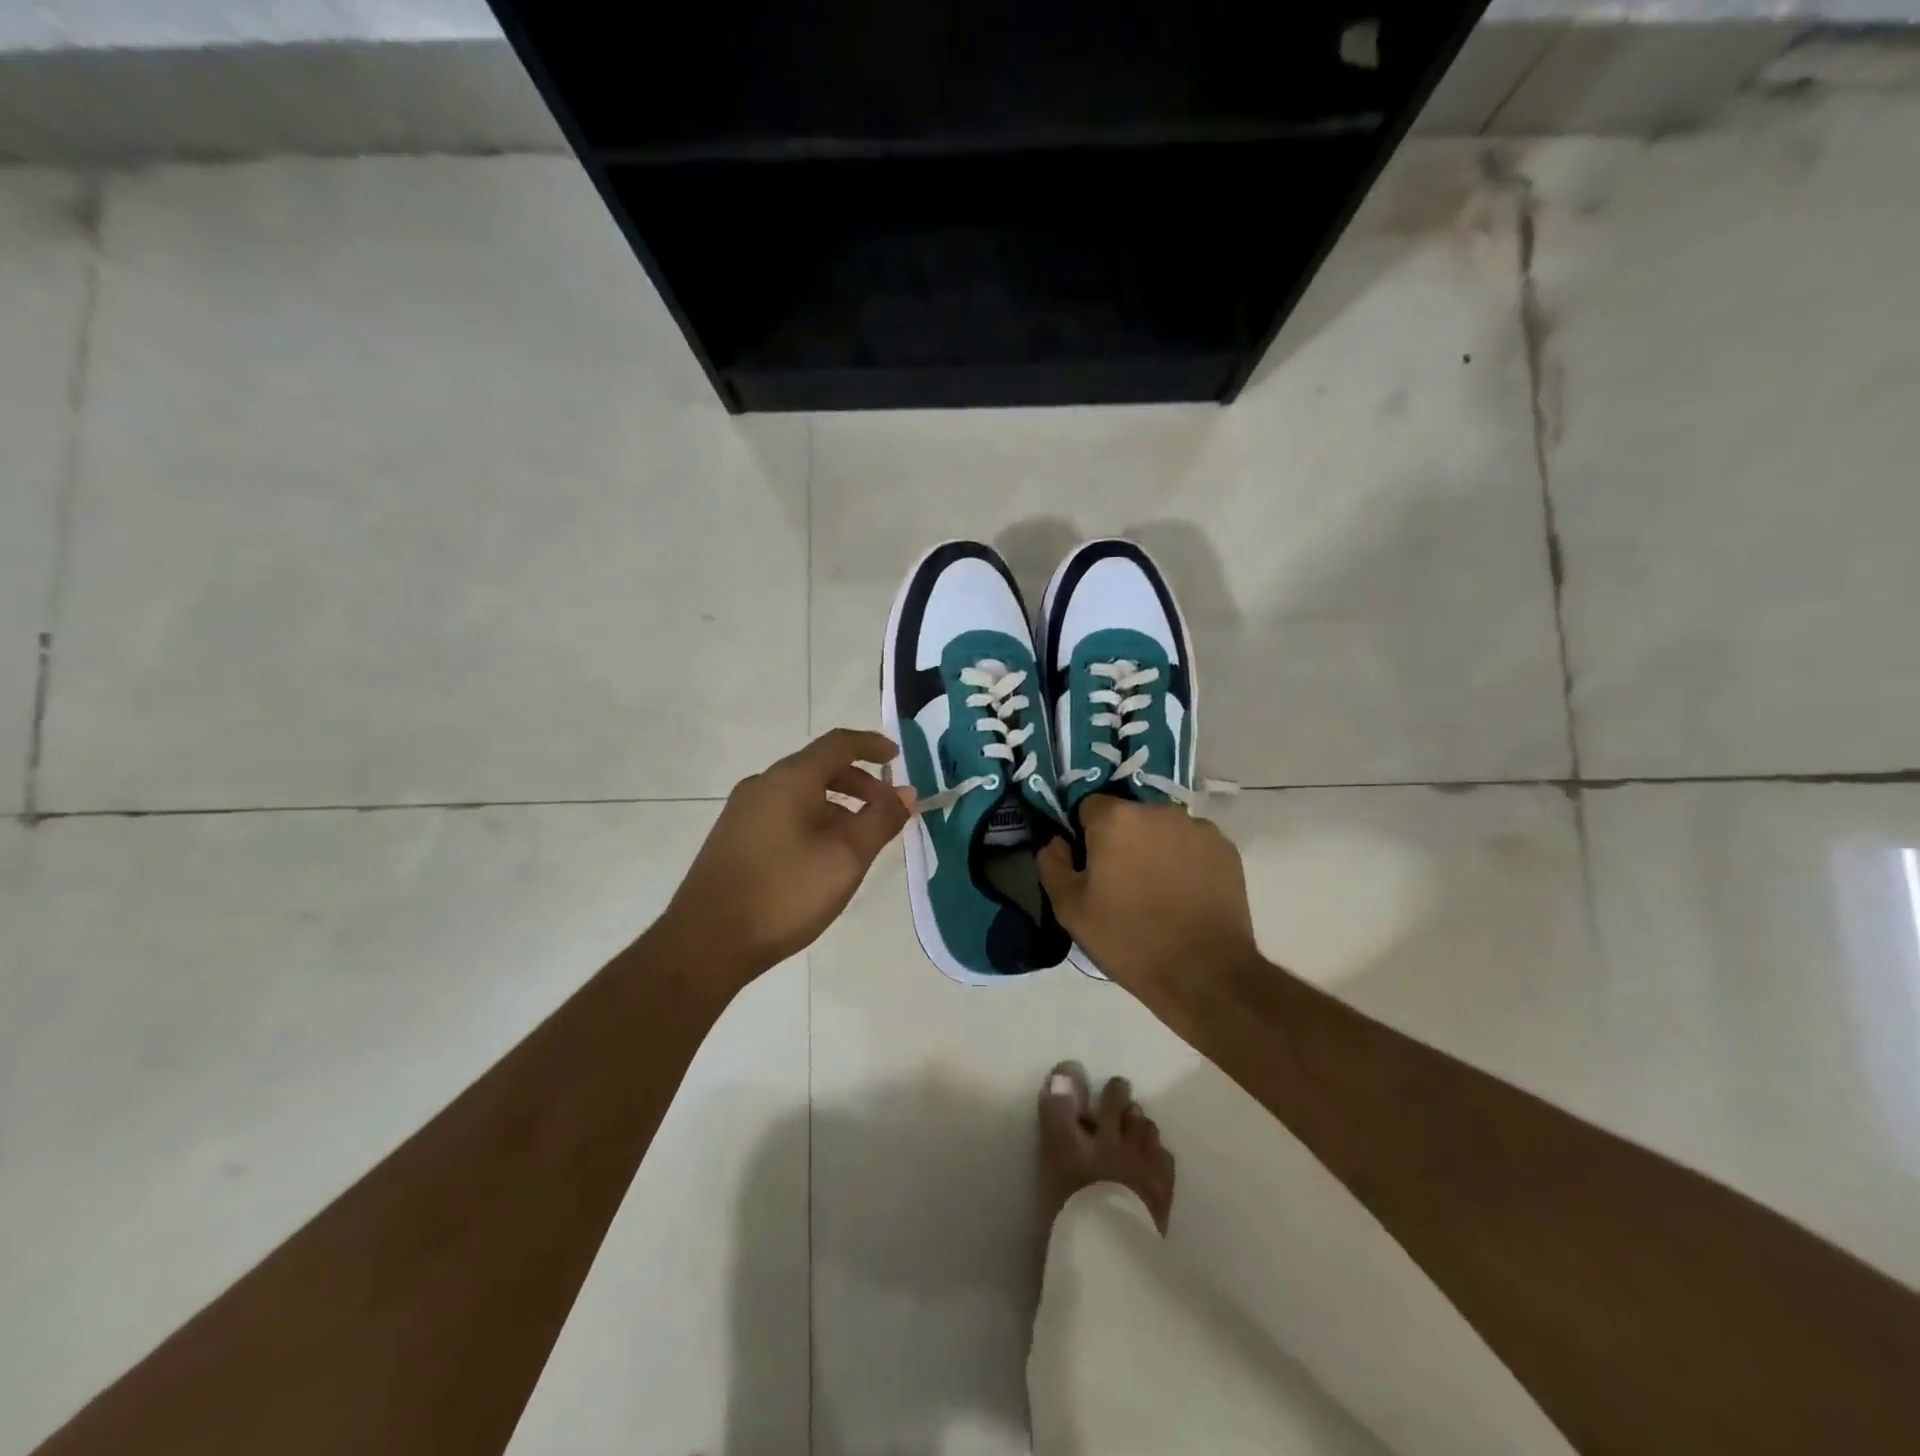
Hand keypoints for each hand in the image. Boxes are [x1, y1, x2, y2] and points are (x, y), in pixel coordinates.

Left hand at [662, 728, 913, 981]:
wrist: (707, 942)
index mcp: (790, 779)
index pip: (838, 744)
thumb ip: (880, 819)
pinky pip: (784, 812)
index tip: (897, 757)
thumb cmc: (785, 893)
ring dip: (838, 805)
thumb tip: (905, 793)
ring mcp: (743, 811)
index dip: (871, 745)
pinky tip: (823, 856)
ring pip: (801, 793)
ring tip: (860, 839)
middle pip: (819, 767)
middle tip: (887, 809)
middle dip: (860, 782)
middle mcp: (763, 784)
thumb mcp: (846, 857)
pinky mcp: (734, 837)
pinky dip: (814, 819)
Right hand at [1037, 797, 1258, 993]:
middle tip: (1122, 882)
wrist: (1203, 973)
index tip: (1090, 866)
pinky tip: (1184, 895)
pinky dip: (1185, 860)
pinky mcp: (1226, 849)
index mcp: (1116, 818)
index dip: (1085, 835)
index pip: (1089, 807)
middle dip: (1122, 839)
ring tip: (1157, 891)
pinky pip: (1193, 845)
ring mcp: (1198, 827)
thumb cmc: (1127, 938)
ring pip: (1163, 829)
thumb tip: (1057, 842)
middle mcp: (1159, 810)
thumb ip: (1053, 865)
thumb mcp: (1070, 909)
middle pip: (1129, 816)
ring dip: (1155, 847)